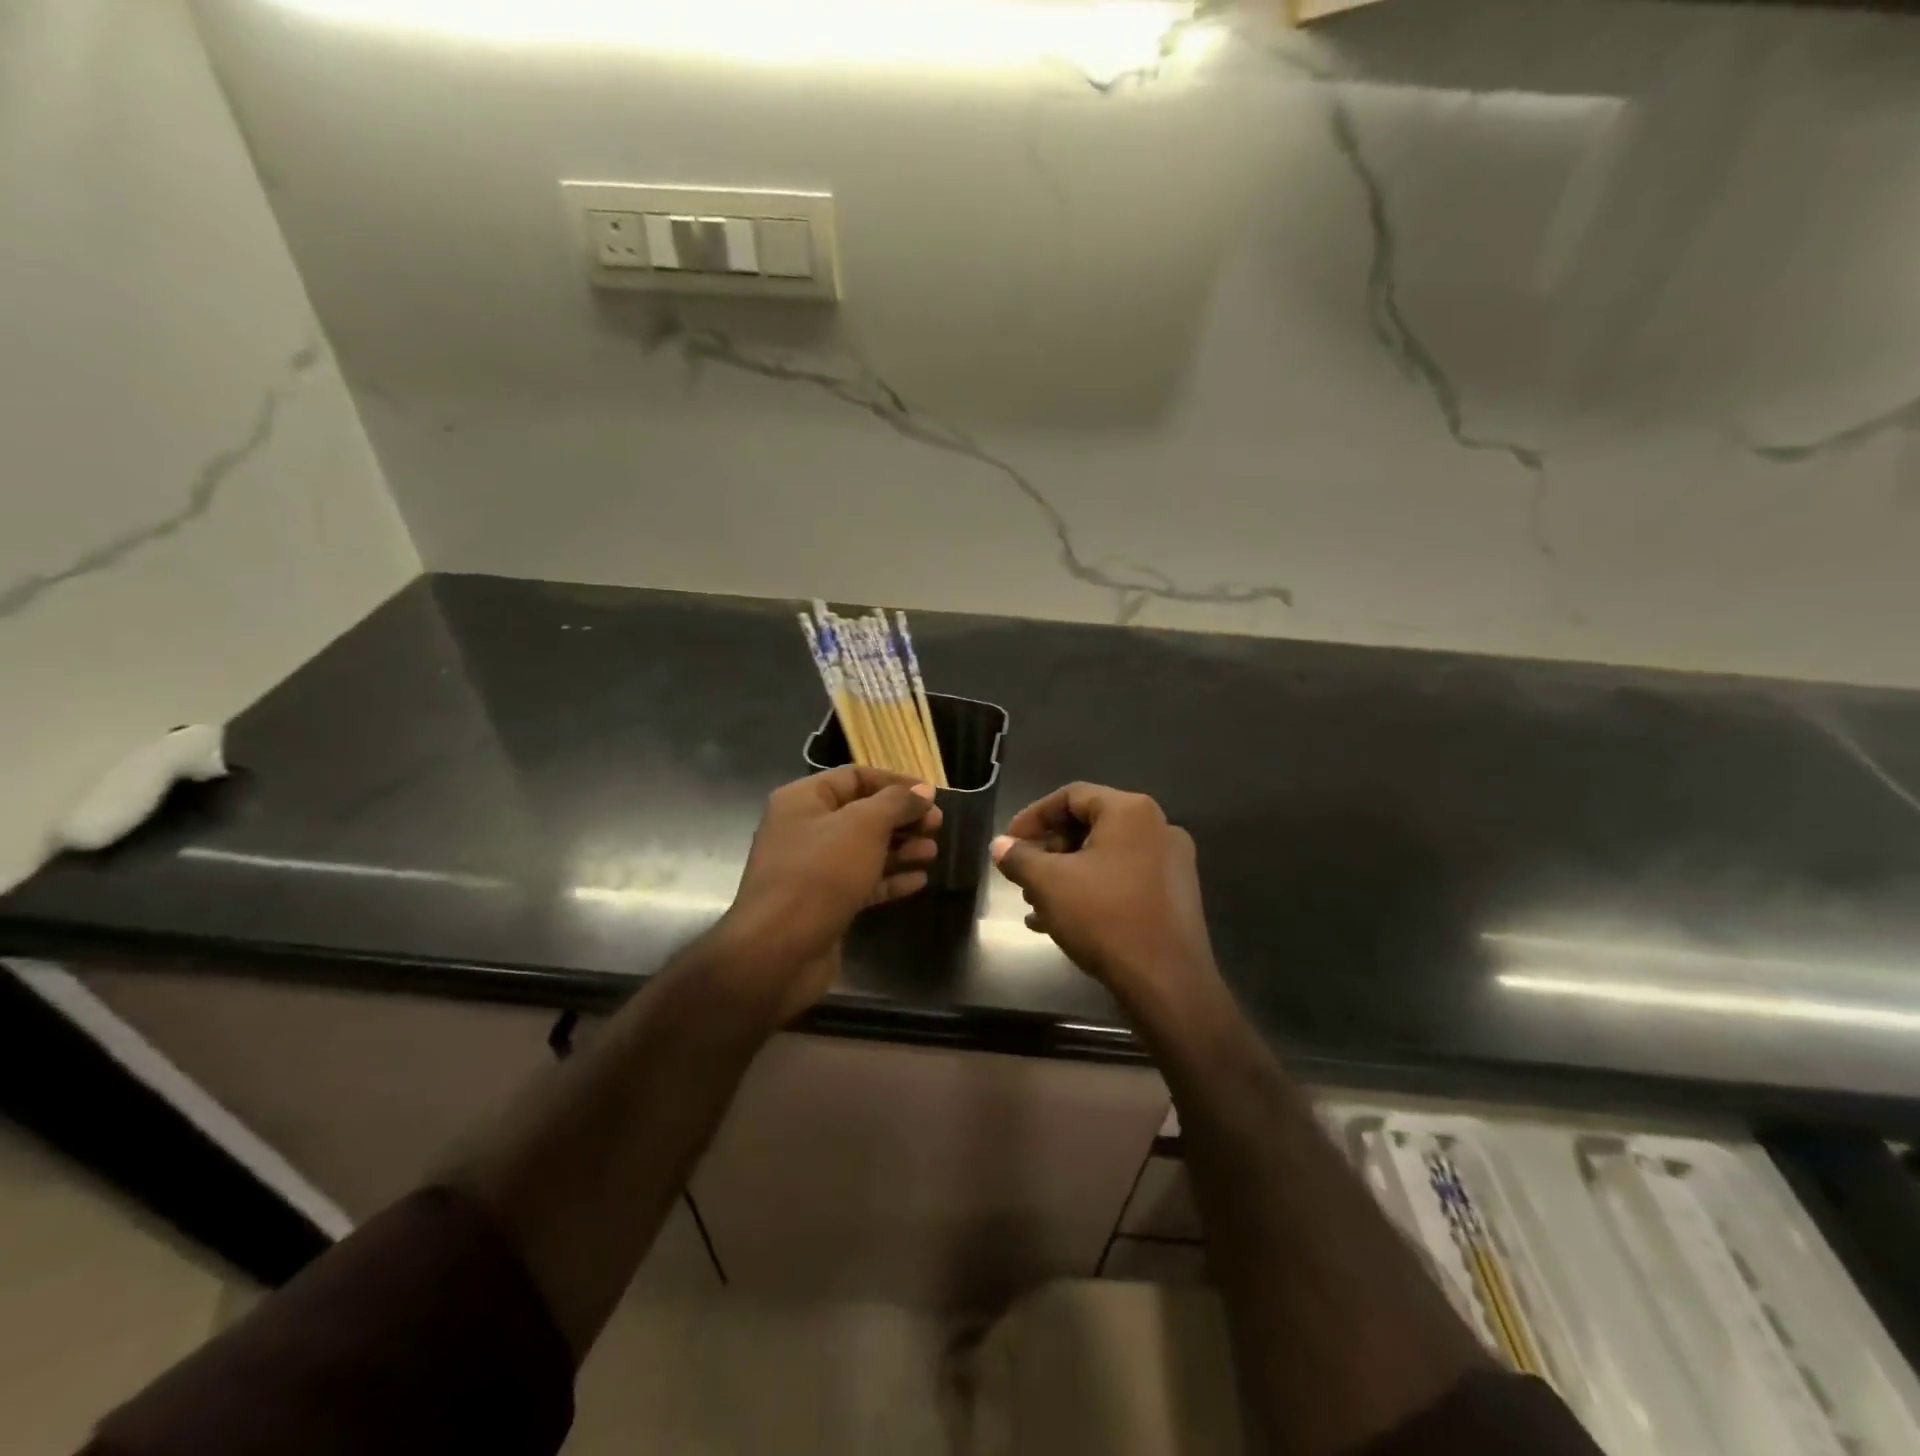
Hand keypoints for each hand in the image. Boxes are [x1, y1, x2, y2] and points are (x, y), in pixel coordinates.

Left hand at [714, 767, 941, 1022]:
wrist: (778, 951)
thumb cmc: (820, 874)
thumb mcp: (863, 826)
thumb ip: (896, 803)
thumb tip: (923, 791)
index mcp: (803, 800)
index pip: (854, 777)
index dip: (895, 782)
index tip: (931, 794)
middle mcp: (804, 830)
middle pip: (861, 814)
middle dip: (901, 817)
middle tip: (937, 825)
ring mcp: (812, 870)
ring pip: (864, 850)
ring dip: (900, 848)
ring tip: (932, 852)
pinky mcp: (824, 905)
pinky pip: (862, 883)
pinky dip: (889, 880)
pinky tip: (919, 881)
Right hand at [990, 783, 1215, 1012]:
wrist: (1167, 983)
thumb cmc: (1104, 918)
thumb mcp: (1049, 884)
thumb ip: (1019, 858)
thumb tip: (1000, 846)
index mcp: (1131, 811)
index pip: (1071, 796)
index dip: (1033, 816)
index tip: (1009, 843)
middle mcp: (1157, 827)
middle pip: (1089, 825)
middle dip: (1048, 850)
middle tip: (1021, 874)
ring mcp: (1171, 863)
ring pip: (1104, 856)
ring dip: (1065, 874)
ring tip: (1034, 902)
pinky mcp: (1174, 896)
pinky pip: (1123, 880)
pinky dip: (1090, 890)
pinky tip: (1059, 921)